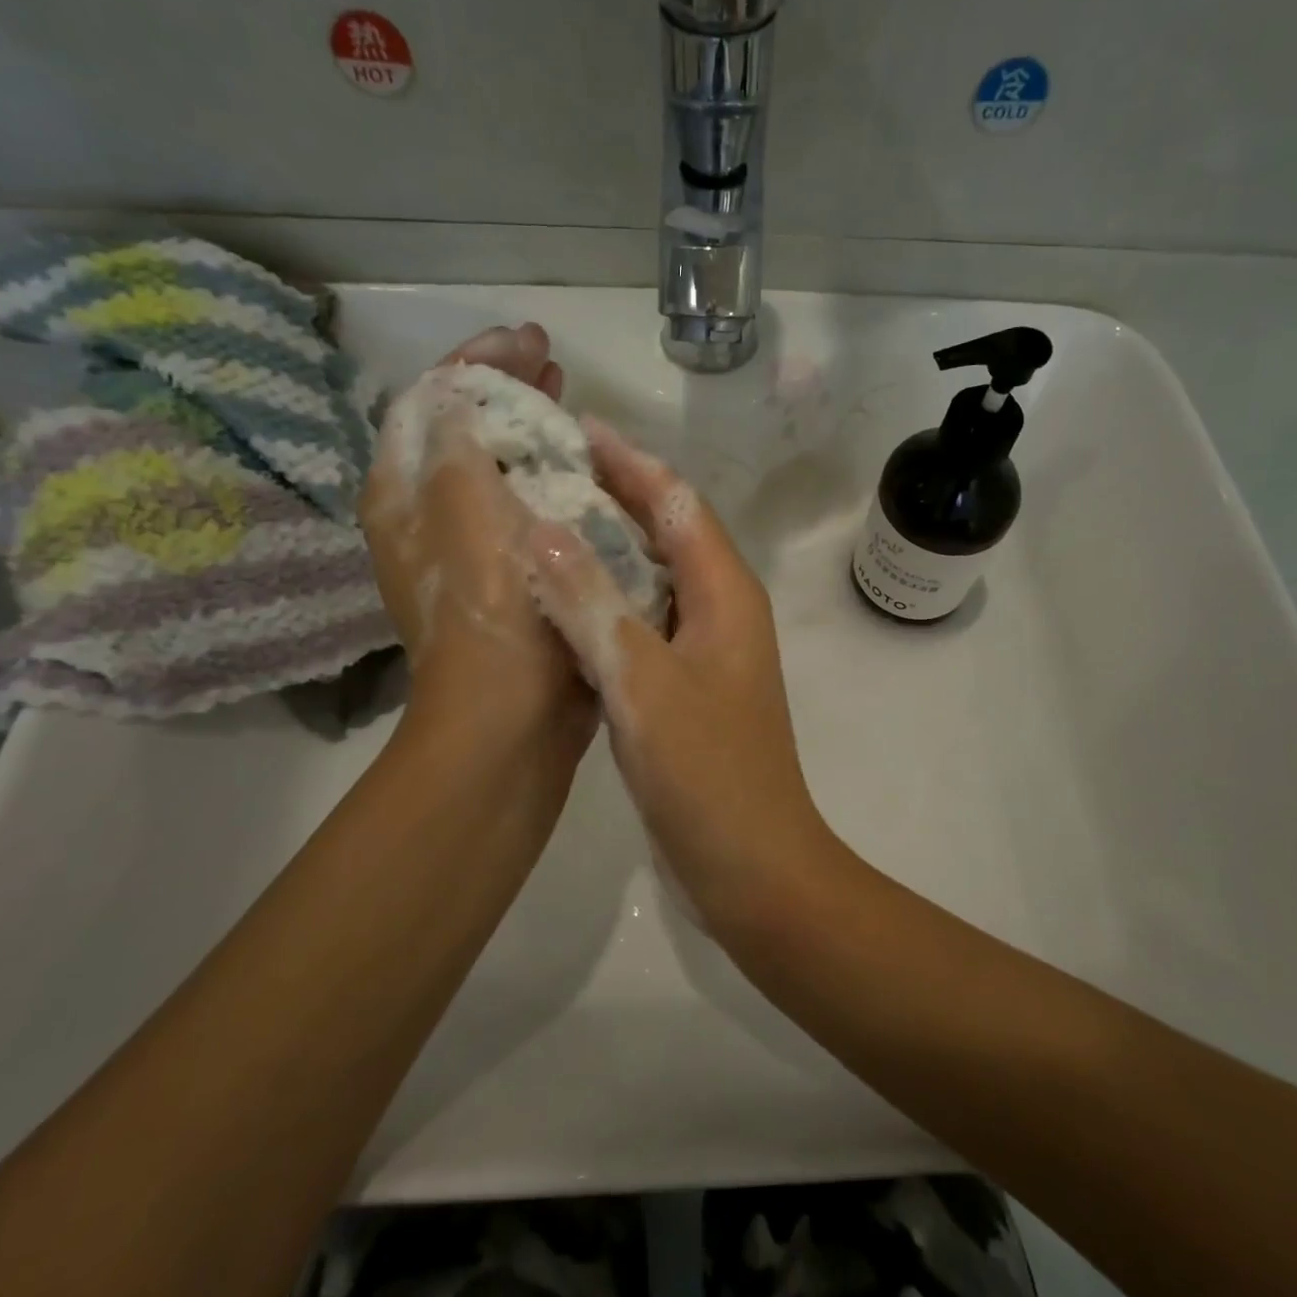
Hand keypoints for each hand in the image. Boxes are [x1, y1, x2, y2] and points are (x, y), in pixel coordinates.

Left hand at [360, 324, 592, 755]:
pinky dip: (551, 477)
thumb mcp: (465, 505)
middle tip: (551, 360)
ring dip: (530, 429)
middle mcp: (429, 517)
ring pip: (499, 467)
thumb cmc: (491, 607)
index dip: (477, 361)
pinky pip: (528, 506)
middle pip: (464, 430)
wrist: (512, 715)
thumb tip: (465, 384)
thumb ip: (458, 434)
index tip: (527, 337)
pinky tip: (585, 468)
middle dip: (504, 389)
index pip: (431, 401)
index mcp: (405, 494)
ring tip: (569, 400)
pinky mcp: (512, 574)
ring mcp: (472, 550)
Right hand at [525, 418, 841, 927]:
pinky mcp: (687, 687)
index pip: (677, 503)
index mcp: (725, 594)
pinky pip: (645, 621)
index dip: (630, 462)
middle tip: (548, 471)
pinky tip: (564, 604)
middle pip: (669, 531)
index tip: (577, 428)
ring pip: (655, 577)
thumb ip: (592, 604)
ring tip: (546, 523)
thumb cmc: (708, 775)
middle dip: (616, 495)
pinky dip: (607, 600)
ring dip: (609, 547)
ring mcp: (706, 651)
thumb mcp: (642, 683)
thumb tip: (542, 529)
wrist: (754, 867)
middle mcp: (722, 610)